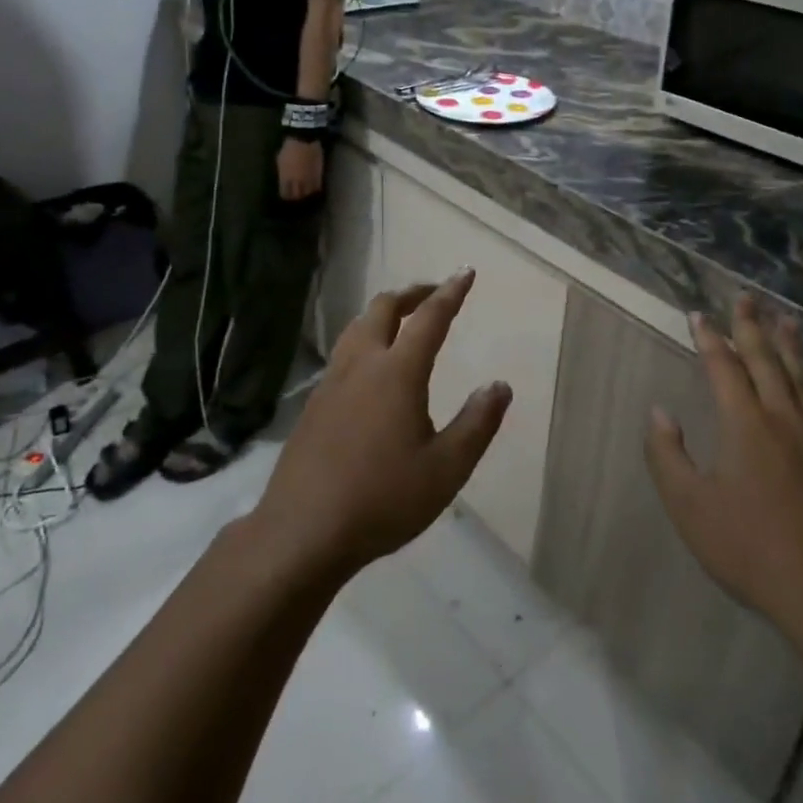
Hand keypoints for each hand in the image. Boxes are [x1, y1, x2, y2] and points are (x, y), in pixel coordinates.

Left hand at [249, 273, 510, 576]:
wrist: (303, 530)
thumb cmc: (383, 499)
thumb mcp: (446, 469)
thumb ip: (477, 424)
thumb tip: (500, 385)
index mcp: (398, 372)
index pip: (429, 318)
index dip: (451, 293)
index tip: (466, 271)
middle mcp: (362, 364)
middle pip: (384, 308)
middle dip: (412, 293)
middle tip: (434, 294)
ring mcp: (331, 381)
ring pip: (357, 326)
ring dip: (383, 313)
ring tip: (402, 321)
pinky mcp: (314, 403)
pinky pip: (343, 352)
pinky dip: (364, 339)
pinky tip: (370, 368)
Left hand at [276, 138, 323, 200]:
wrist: (304, 139)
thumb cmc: (289, 148)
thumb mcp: (281, 161)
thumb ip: (282, 173)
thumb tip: (283, 180)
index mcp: (286, 178)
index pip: (285, 194)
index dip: (286, 196)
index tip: (286, 195)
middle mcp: (297, 181)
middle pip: (297, 196)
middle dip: (296, 197)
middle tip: (296, 196)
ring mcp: (309, 179)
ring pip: (308, 193)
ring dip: (306, 194)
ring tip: (305, 193)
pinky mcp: (318, 175)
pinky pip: (317, 186)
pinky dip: (315, 189)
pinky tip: (313, 188)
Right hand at [646, 296, 802, 642]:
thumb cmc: (750, 548)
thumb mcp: (690, 506)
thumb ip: (667, 455)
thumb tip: (659, 412)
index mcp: (745, 424)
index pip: (723, 367)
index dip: (709, 338)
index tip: (697, 314)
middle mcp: (783, 419)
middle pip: (767, 361)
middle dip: (752, 327)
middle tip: (746, 298)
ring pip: (802, 379)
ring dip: (790, 347)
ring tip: (786, 321)